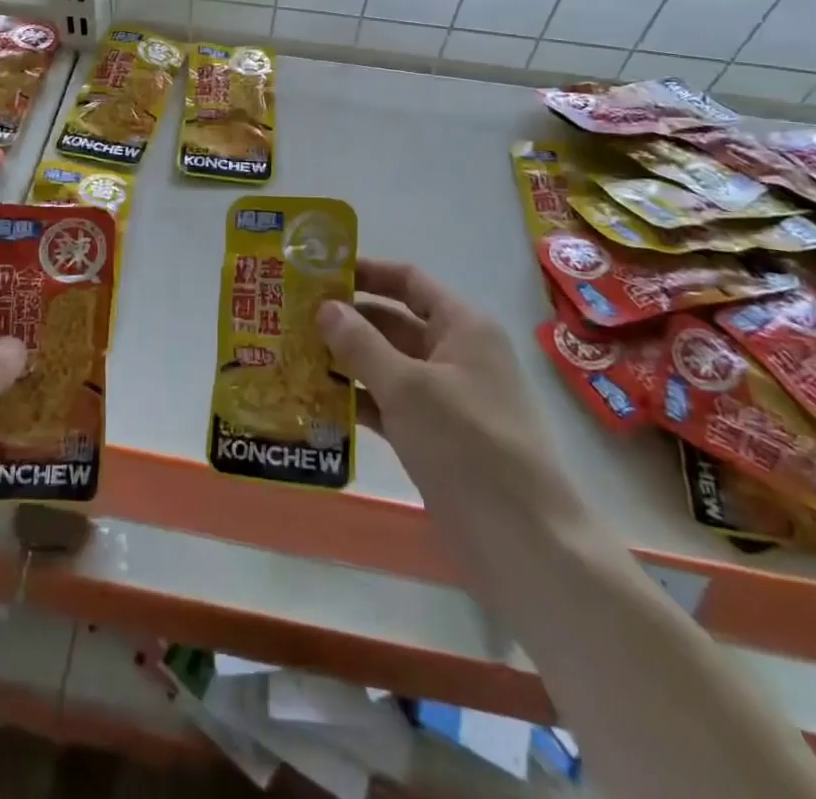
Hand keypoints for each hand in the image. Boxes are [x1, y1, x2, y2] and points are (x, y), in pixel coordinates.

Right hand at [319, 259, 571, 568]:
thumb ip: (361, 344)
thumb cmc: (468, 446)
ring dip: (344, 361)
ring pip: (385, 365)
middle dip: (345, 320)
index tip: (317, 272)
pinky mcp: (432, 437)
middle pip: (392, 322)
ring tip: (291, 355)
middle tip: (290, 317)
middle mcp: (453, 354)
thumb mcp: (408, 387)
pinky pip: (387, 405)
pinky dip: (356, 400)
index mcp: (461, 326)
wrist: (525, 544)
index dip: (365, 272)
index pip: (408, 281)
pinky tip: (314, 401)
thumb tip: (325, 307)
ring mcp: (443, 398)